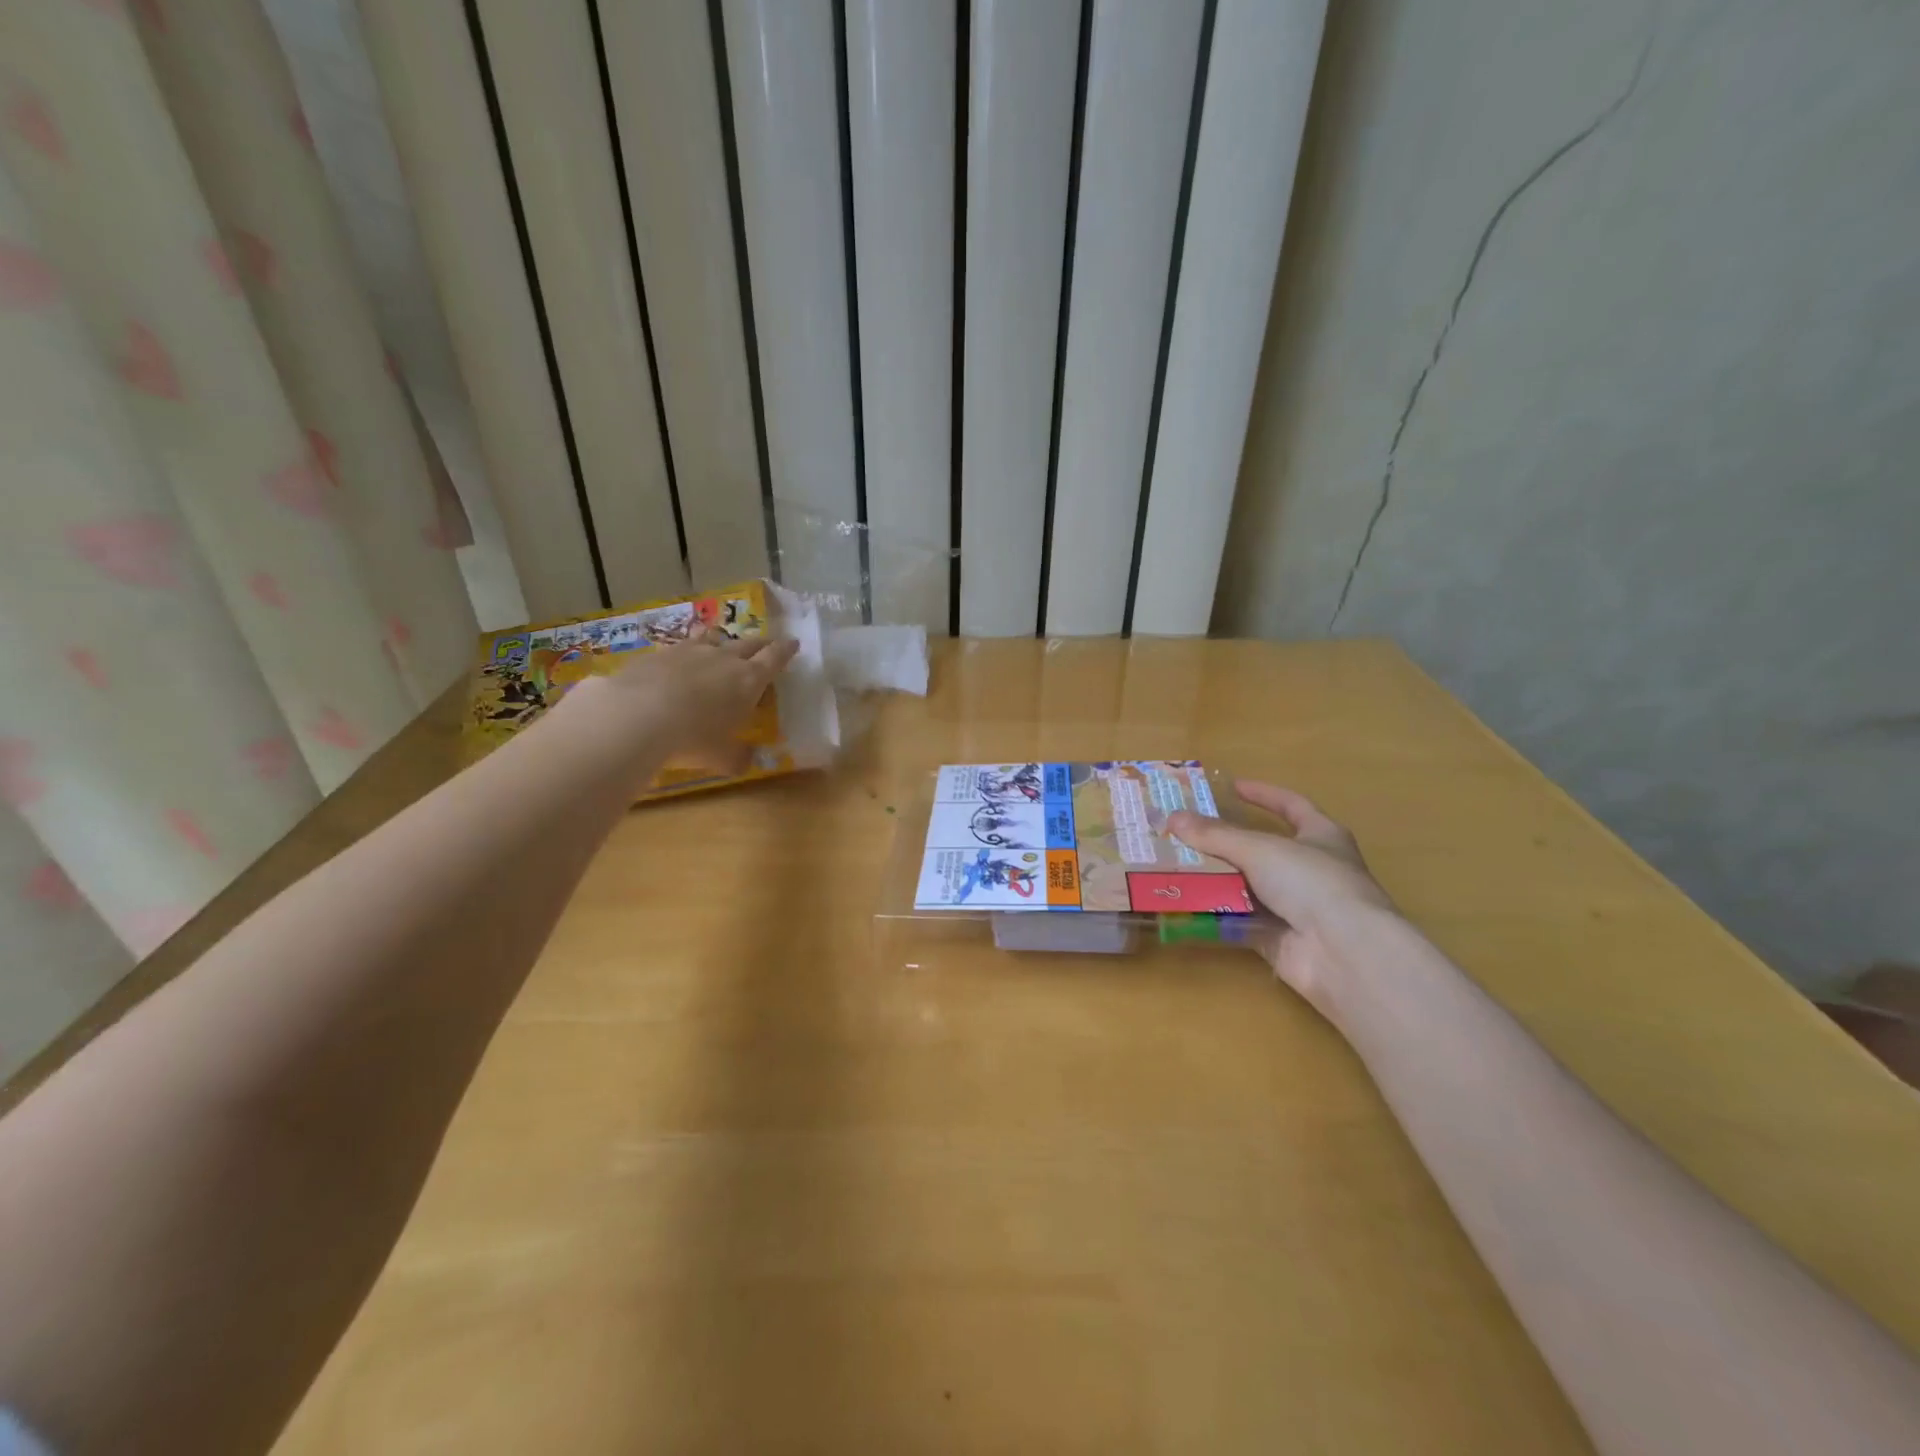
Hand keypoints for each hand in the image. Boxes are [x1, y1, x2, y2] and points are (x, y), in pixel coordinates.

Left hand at [556, 630, 798, 771]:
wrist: (636, 717)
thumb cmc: (692, 739)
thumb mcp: (722, 757)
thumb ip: (738, 757)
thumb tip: (747, 760)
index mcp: (748, 680)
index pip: (774, 658)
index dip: (785, 650)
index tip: (793, 643)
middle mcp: (723, 659)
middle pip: (748, 643)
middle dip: (760, 644)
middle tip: (766, 644)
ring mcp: (689, 651)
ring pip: (712, 638)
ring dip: (721, 642)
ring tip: (721, 646)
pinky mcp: (658, 654)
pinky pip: (679, 648)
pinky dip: (685, 654)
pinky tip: (678, 664)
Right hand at [1168, 781, 1394, 1012]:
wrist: (1342, 952)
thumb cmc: (1312, 882)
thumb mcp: (1259, 849)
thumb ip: (1216, 835)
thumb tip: (1173, 818)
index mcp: (1321, 836)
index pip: (1291, 805)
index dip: (1263, 794)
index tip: (1231, 786)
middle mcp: (1311, 869)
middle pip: (1261, 849)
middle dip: (1225, 842)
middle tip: (1185, 832)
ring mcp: (1296, 907)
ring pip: (1247, 885)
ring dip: (1215, 878)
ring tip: (1174, 865)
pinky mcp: (1278, 938)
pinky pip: (1240, 920)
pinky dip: (1216, 913)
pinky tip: (1184, 903)